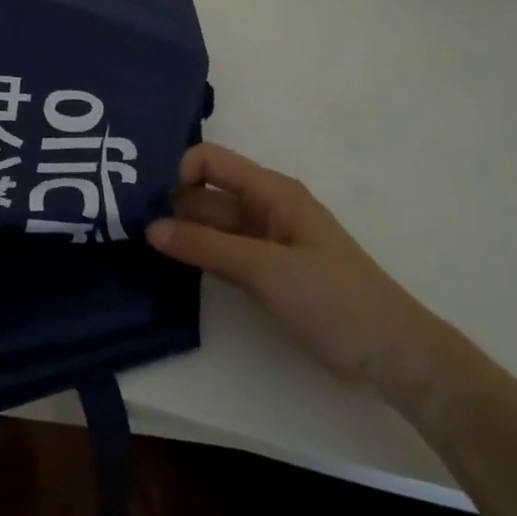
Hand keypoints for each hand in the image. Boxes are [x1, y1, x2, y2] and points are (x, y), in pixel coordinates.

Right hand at [146, 143, 457, 399]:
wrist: (392, 355)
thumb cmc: (334, 299)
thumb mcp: (266, 269)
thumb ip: (206, 247)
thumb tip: (149, 228)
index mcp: (271, 191)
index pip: (209, 160)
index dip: (176, 171)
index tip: (142, 198)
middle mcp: (263, 206)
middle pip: (204, 191)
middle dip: (168, 202)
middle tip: (123, 223)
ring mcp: (262, 240)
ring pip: (209, 223)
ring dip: (177, 230)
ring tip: (133, 242)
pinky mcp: (263, 270)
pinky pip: (218, 251)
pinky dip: (194, 254)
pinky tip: (164, 262)